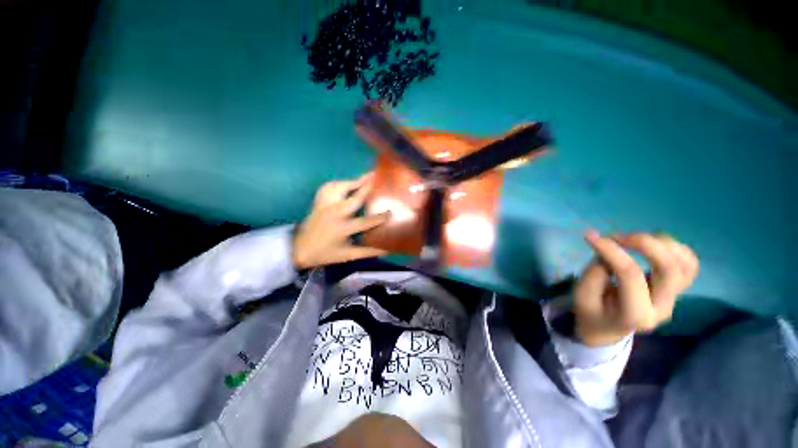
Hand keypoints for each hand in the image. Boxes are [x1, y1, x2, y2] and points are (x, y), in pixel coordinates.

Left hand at [292, 173, 389, 269]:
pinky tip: (347, 183)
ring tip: (366, 177)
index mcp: (342, 228)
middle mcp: (334, 213)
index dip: (380, 217)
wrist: (299, 249)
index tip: (391, 212)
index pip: (366, 221)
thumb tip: (387, 249)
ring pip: (341, 187)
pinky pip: (330, 186)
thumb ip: (369, 251)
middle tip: (379, 178)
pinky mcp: (319, 201)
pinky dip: (340, 182)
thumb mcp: (348, 255)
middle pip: (355, 197)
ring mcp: (325, 205)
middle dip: (368, 187)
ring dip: (354, 181)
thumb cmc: (326, 253)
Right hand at [574, 231, 698, 346]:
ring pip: (685, 263)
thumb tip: (608, 251)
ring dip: (660, 243)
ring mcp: (675, 298)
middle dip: (644, 244)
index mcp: (636, 315)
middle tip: (618, 237)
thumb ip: (594, 275)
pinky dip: (674, 248)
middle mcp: (662, 307)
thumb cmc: (592, 312)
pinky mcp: (677, 289)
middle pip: (669, 268)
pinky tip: (651, 244)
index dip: (611, 251)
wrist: (608, 328)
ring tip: (633, 239)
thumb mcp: (582, 297)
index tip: (590, 237)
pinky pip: (689, 264)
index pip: (630, 275)